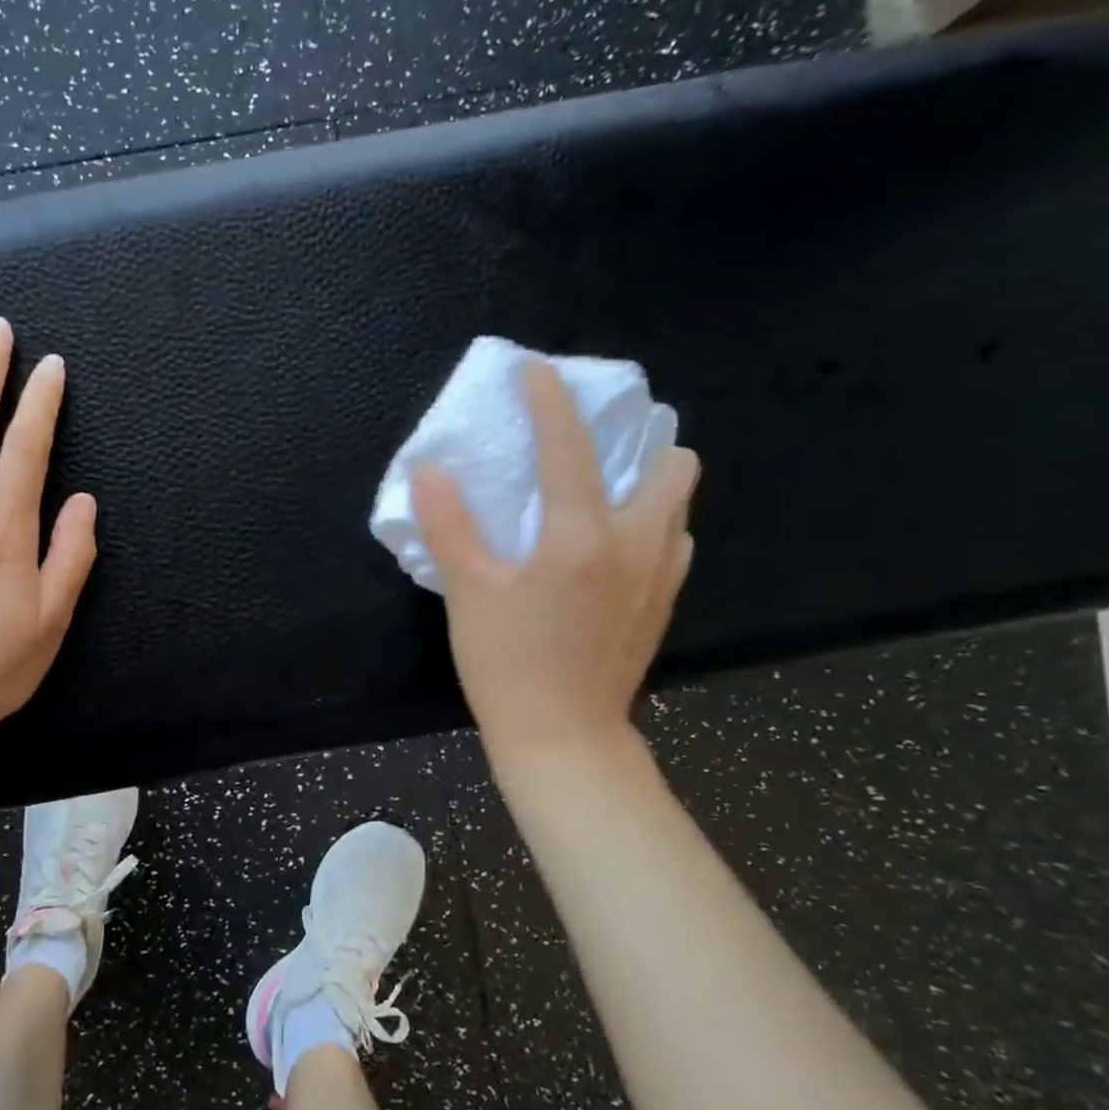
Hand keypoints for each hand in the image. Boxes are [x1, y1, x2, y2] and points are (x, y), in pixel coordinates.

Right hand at [412, 362, 697, 764]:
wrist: (563, 738)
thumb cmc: (507, 664)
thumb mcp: (467, 594)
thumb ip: (450, 527)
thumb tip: (431, 470)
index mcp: (579, 536)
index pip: (570, 447)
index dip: (551, 401)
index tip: (538, 372)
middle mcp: (634, 543)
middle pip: (668, 461)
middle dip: (636, 439)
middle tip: (589, 447)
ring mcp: (659, 574)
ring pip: (678, 500)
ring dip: (647, 480)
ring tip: (601, 493)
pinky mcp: (663, 603)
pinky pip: (672, 540)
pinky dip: (649, 524)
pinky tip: (611, 547)